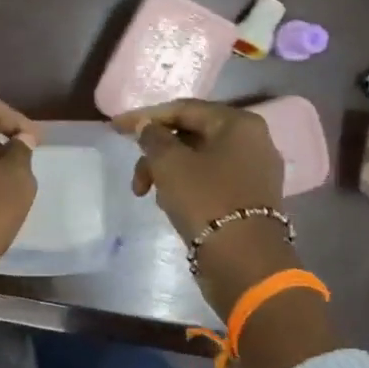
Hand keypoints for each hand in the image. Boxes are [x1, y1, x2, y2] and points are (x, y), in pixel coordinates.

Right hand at [111, 99, 284, 242]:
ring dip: (167, 172)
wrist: (243, 259)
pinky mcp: (249, 197)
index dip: (145, 117)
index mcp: (238, 123)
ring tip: (150, 195)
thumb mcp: (169, 164)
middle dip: (156, 153)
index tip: (115, 127)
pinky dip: (186, 185)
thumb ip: (153, 138)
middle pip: (191, 135)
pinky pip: (210, 179)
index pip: (183, 109)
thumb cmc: (205, 200)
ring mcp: (253, 170)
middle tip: (136, 179)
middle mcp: (252, 140)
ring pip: (198, 159)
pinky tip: (171, 203)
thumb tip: (147, 127)